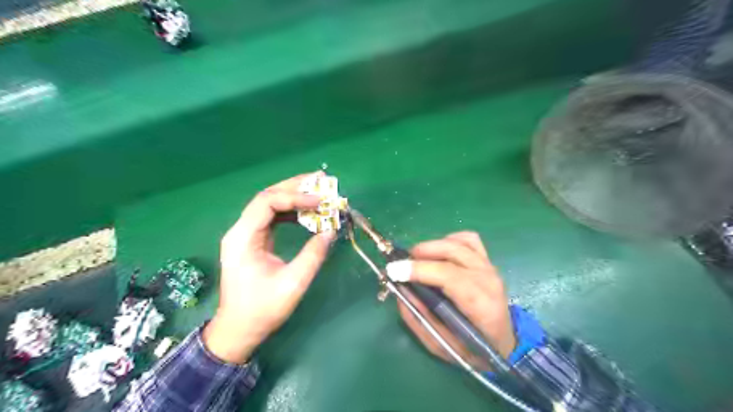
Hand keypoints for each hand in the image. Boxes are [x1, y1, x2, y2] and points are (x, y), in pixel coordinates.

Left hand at [203, 172, 333, 365]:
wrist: (238, 330)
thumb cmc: (262, 310)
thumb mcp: (292, 284)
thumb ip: (313, 255)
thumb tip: (331, 231)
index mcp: (243, 238)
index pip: (267, 202)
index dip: (296, 197)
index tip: (321, 201)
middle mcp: (241, 230)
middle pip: (267, 197)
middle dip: (295, 187)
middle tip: (321, 180)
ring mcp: (246, 234)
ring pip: (270, 205)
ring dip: (294, 197)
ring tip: (318, 192)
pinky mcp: (254, 240)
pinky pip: (273, 217)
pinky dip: (292, 212)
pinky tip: (307, 213)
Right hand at [399, 232, 510, 369]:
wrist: (503, 344)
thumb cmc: (473, 350)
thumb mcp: (440, 344)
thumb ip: (418, 318)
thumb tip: (400, 290)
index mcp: (480, 304)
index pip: (449, 275)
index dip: (419, 269)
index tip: (394, 270)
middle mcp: (488, 279)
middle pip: (453, 252)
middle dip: (422, 252)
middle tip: (402, 263)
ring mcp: (489, 267)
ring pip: (460, 242)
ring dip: (434, 245)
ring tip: (417, 257)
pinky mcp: (487, 261)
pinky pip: (468, 239)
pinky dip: (450, 240)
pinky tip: (439, 253)